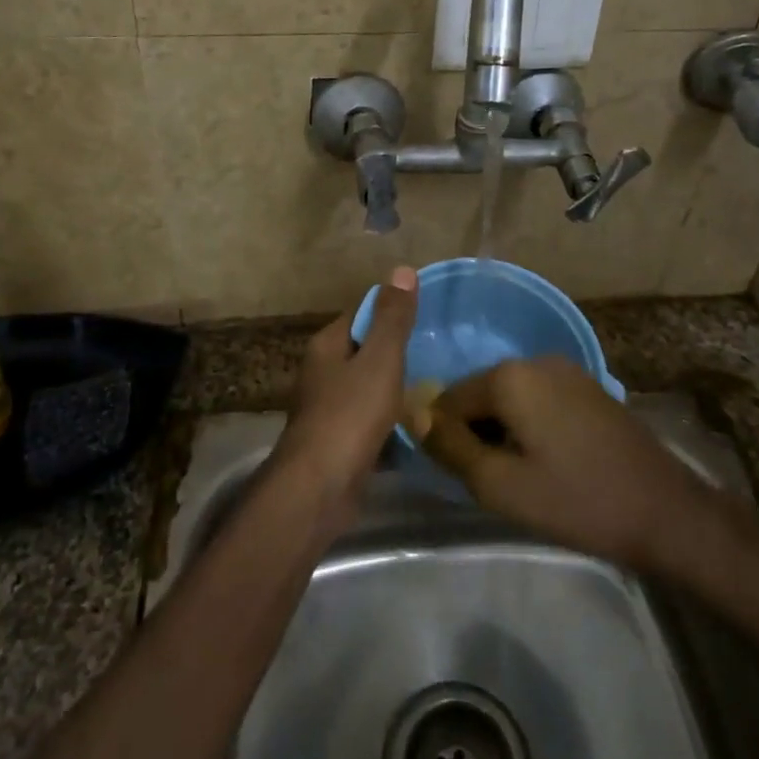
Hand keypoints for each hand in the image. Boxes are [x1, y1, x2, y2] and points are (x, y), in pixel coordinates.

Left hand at [273, 266, 419, 513]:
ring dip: (395, 390)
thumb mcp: (379, 359)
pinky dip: (390, 423)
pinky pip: (370, 422)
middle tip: (439, 353)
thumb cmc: (350, 414)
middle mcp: (322, 372)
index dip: (392, 312)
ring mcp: (328, 409)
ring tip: (436, 389)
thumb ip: (392, 318)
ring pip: (369, 388)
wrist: (320, 488)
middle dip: (397, 353)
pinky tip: (418, 428)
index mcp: (327, 346)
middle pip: (365, 351)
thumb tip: (402, 270)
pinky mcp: (338, 442)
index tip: (427, 317)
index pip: (361, 314)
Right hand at [421, 357, 735, 574]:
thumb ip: (450, 447)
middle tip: (490, 482)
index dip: (445, 439)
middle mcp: (535, 360)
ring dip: (501, 431)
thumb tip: (414, 415)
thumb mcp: (500, 485)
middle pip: (480, 394)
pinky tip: (546, 462)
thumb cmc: (576, 500)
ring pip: (510, 398)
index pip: (448, 399)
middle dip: (474, 433)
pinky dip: (529, 426)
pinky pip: (538, 400)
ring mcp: (566, 371)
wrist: (665, 512)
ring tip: (518, 476)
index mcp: (509, 376)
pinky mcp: (587, 388)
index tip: (458, 477)